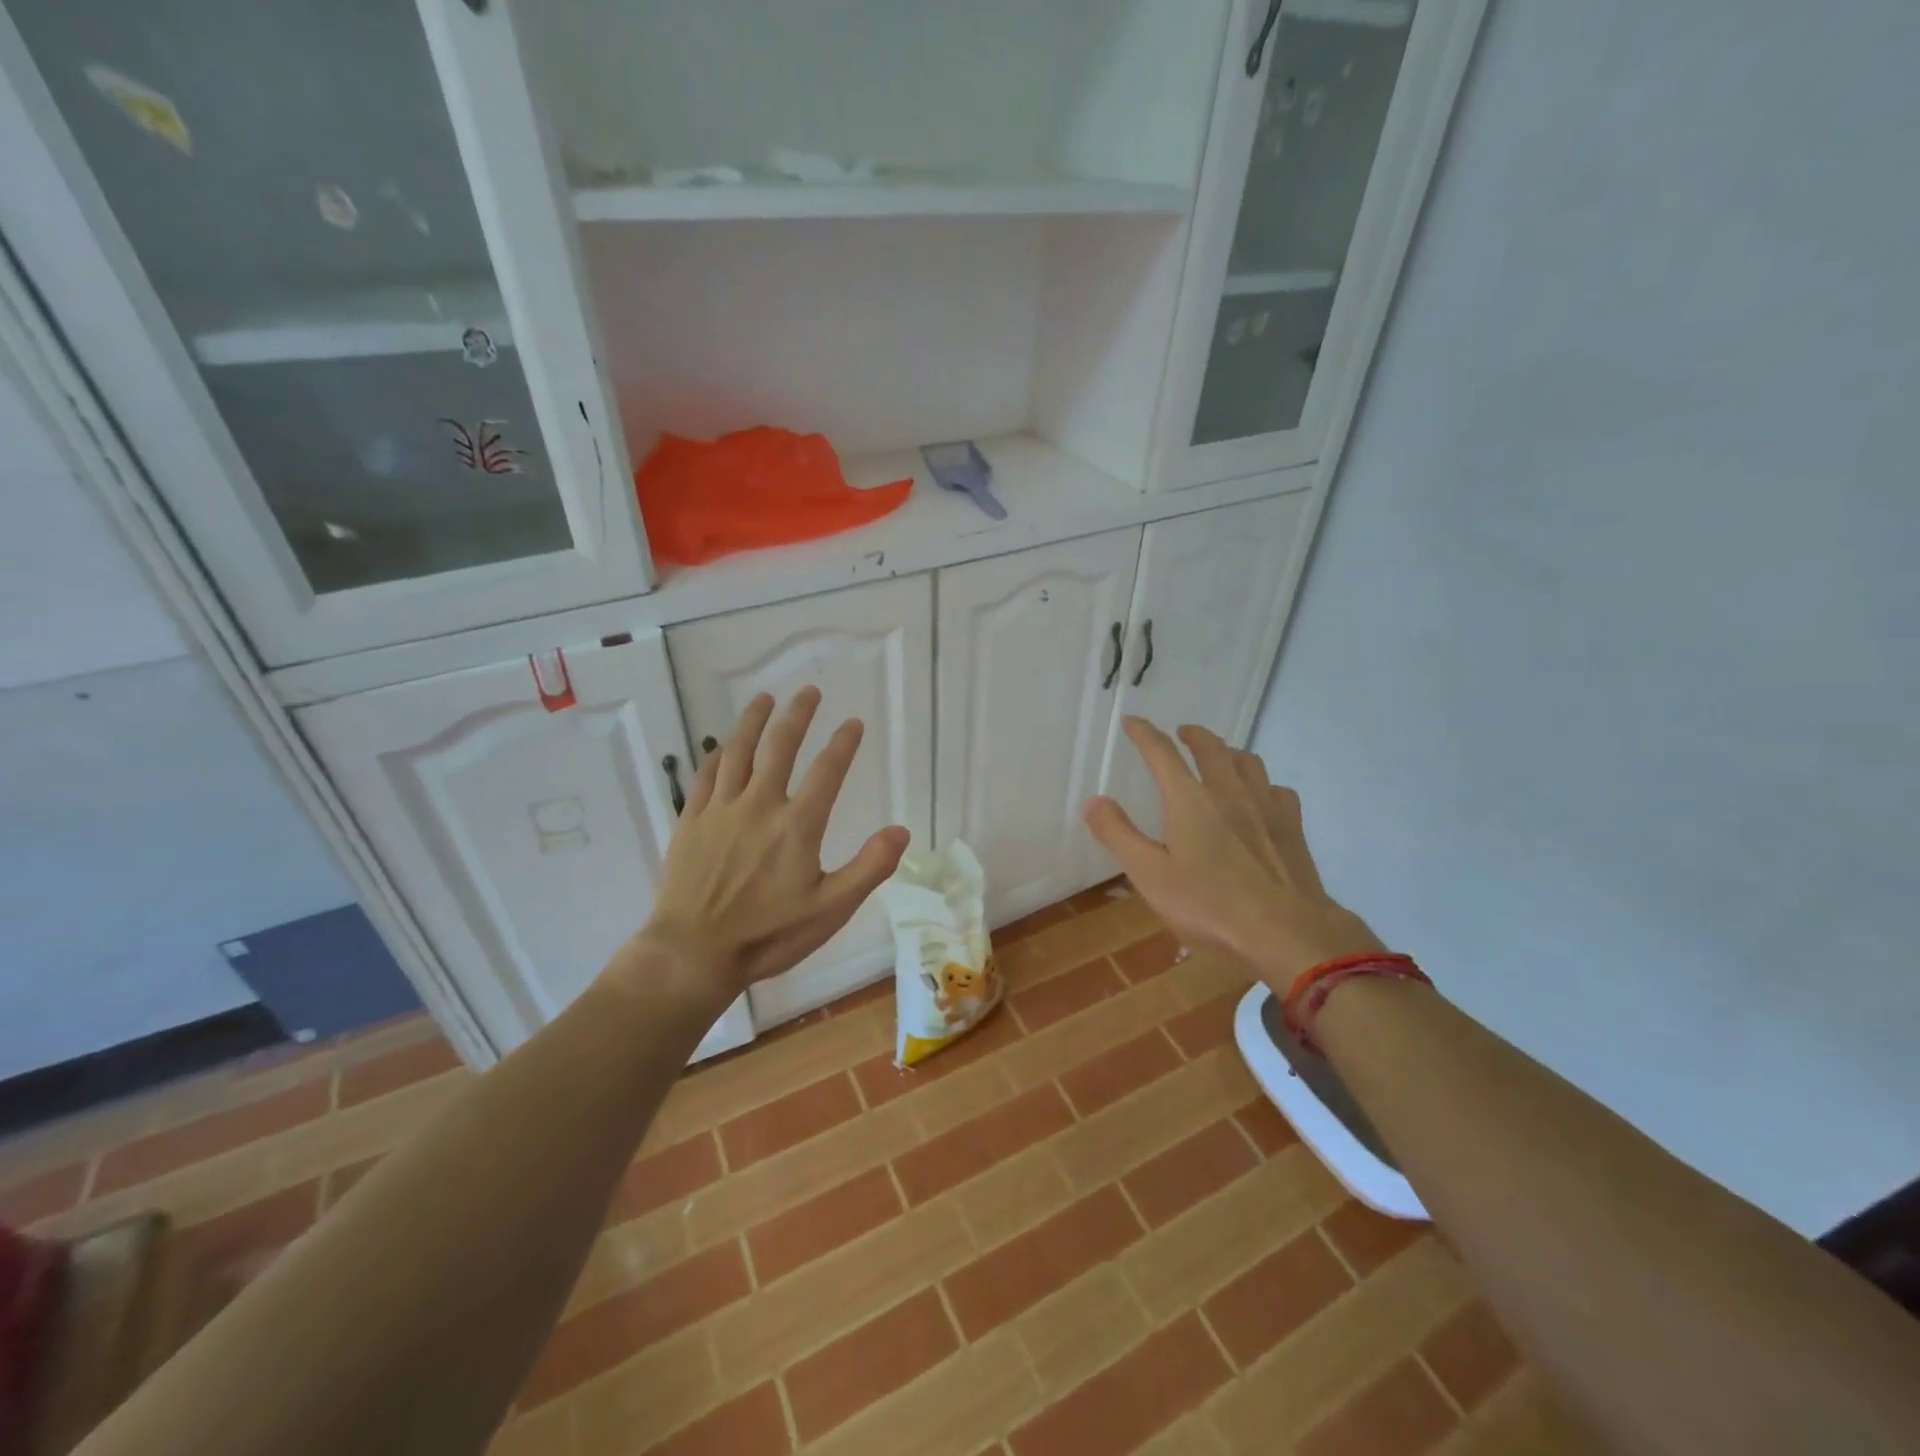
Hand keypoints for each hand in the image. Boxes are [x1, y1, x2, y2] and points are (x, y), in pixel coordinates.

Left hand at [622, 688, 909, 1000]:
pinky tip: (720, 746)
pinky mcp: (691, 822)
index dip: (843, 743)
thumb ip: (869, 868)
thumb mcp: (831, 910)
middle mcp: (759, 805)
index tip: (853, 722)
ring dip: (753, 722)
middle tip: (808, 691)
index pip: (827, 771)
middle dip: (797, 715)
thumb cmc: (768, 934)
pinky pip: (704, 777)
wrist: (693, 952)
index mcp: (797, 825)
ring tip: (764, 699)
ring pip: (738, 752)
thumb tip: (901, 831)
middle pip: (780, 747)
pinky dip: (714, 755)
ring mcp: (721, 810)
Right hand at [1083, 718, 1384, 992]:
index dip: (1144, 734)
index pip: (1162, 754)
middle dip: (1193, 735)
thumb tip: (1093, 801)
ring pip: (1247, 762)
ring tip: (1220, 756)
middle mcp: (1229, 792)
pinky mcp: (1292, 827)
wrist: (1287, 930)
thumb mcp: (1150, 875)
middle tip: (1181, 732)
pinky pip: (1276, 789)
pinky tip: (1261, 796)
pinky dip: (1262, 783)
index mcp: (1190, 800)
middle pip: (1211, 748)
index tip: (1132, 721)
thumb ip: (1119, 835)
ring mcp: (1266, 806)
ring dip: (1228, 752)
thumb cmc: (1210, 904)